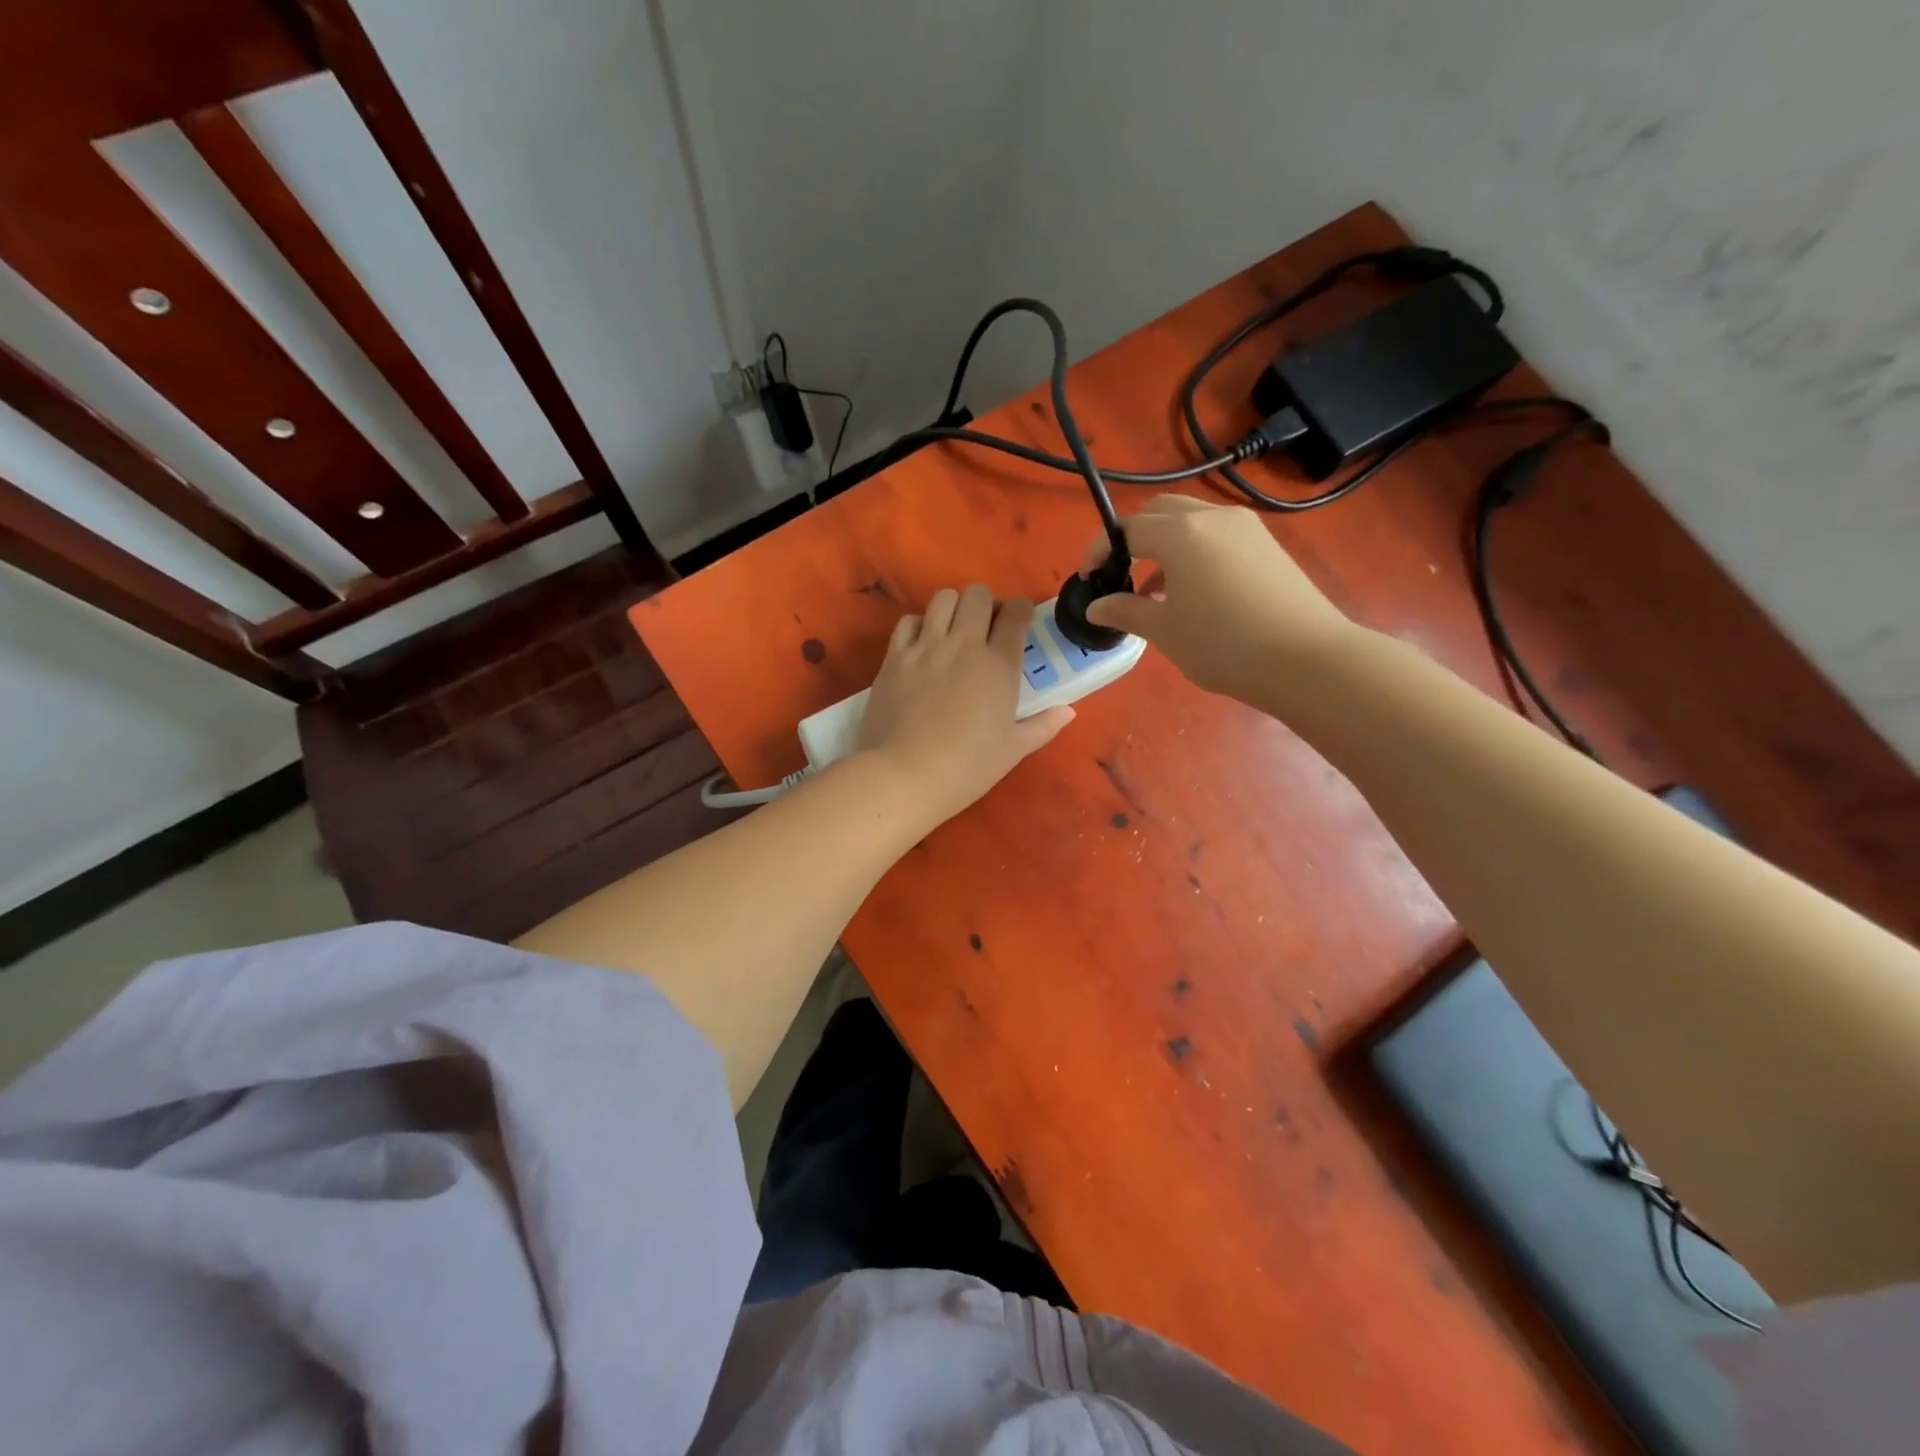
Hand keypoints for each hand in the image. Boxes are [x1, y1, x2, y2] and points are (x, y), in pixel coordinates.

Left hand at [857, 585, 1074, 823]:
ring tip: (953, 631)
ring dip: (953, 607)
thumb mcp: (1014, 750)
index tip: (1019, 619)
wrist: (905, 775)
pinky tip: (922, 645)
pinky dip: (919, 625)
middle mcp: (964, 644)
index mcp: (1000, 665)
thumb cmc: (968, 767)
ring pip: (943, 598)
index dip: (1020, 610)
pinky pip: (909, 621)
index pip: (1015, 615)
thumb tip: (1067, 711)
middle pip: (978, 595)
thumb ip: (1043, 725)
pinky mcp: (895, 657)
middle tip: (986, 626)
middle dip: (986, 603)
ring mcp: (926, 647)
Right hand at [1082, 495, 1354, 703]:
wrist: (1306, 659)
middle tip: (1121, 573)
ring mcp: (1246, 528)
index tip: (1089, 578)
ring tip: (1155, 590)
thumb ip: (1126, 611)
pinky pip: (1217, 536)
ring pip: (1192, 522)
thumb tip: (1096, 606)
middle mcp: (1213, 518)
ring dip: (1165, 545)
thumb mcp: (1165, 631)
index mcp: (1181, 533)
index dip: (1101, 550)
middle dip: (1133, 537)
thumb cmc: (1223, 645)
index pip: (1127, 529)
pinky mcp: (1267, 545)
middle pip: (1160, 512)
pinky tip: (1193, 592)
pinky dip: (1194, 552)